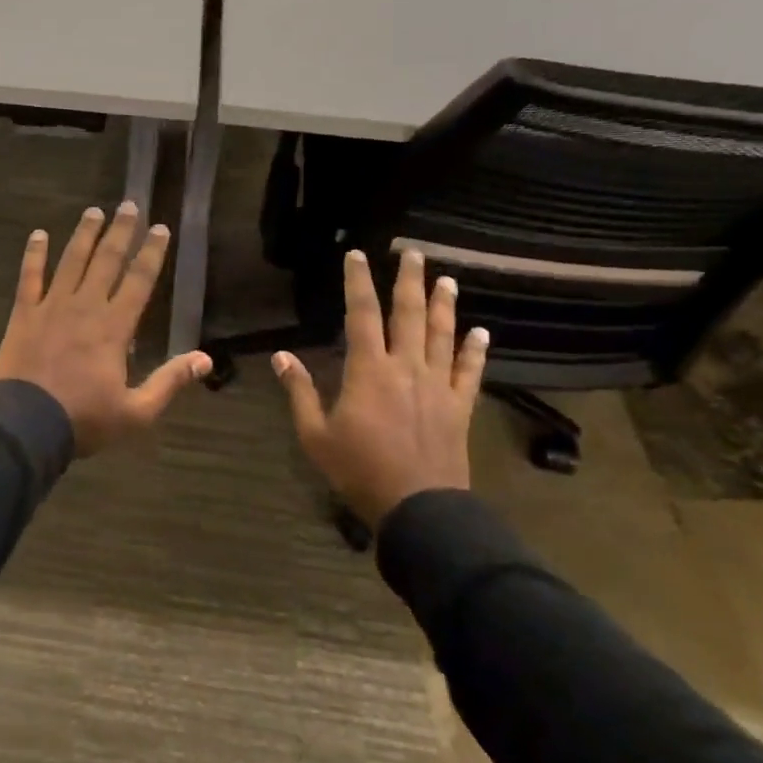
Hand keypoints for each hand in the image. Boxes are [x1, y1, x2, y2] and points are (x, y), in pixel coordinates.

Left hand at [0, 202, 211, 455]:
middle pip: (106, 261)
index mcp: (114, 327)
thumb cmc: (83, 420)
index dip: (151, 253)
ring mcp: (51, 307)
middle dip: (120, 232)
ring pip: (71, 261)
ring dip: (84, 234)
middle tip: (129, 205)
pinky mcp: (24, 314)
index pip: (139, 281)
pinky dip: (34, 255)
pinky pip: (29, 277)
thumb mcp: (136, 411)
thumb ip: (170, 382)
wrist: (25, 425)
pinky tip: (38, 234)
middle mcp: (85, 306)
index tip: (160, 228)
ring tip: (94, 210)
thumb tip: (205, 359)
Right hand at [272, 248, 488, 529]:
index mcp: (369, 370)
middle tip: (413, 252)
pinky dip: (476, 351)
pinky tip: (481, 332)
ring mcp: (437, 386)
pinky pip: (470, 372)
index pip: (362, 314)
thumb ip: (299, 391)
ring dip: (444, 305)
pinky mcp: (459, 407)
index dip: (358, 282)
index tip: (356, 255)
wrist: (418, 509)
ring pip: (442, 335)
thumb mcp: (315, 434)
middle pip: (409, 314)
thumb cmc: (359, 470)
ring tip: (447, 279)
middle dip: (409, 280)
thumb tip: (280, 356)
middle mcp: (406, 367)